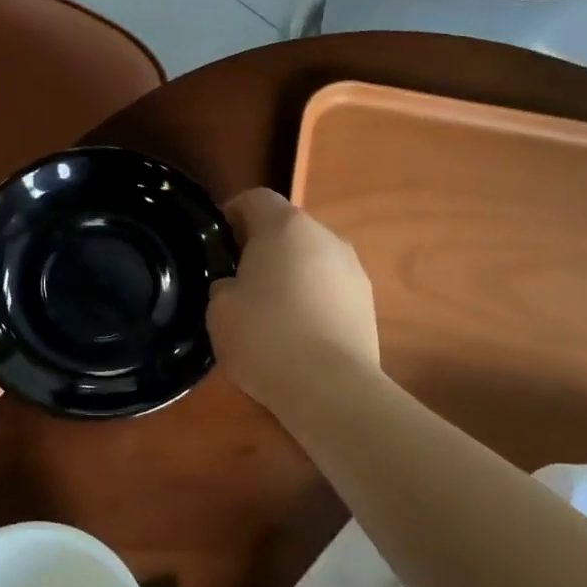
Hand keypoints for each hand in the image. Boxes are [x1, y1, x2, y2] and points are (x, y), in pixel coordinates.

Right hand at [208, 189, 378, 412]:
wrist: (331, 387)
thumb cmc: (266, 338)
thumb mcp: (220, 311)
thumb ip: (224, 286)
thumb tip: (237, 286)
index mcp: (285, 227)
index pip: (256, 198)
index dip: (233, 211)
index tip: (218, 237)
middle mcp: (325, 237)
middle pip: (288, 228)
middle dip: (263, 245)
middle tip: (240, 276)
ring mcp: (353, 269)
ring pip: (312, 258)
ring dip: (291, 272)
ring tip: (271, 308)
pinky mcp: (368, 302)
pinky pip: (330, 288)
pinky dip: (312, 298)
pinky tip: (298, 331)